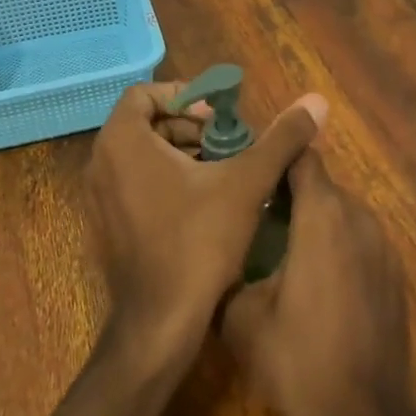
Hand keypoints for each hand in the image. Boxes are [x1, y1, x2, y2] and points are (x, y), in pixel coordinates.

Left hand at [85, 81, 325, 370]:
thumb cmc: (199, 242)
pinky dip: (166, 181)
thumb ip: (280, 139)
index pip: (145, 94)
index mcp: (123, 142)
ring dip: (182, 155)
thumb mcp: (246, 183)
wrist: (161, 322)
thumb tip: (316, 101)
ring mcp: (98, 198)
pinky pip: (134, 185)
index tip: (220, 118)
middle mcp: (100, 163)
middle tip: (229, 145)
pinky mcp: (107, 225)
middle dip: (190, 128)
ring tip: (224, 174)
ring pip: (141, 156)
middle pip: (145, 124)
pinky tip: (204, 205)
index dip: (186, 97)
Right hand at [221, 150, 411, 415]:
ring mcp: (385, 248)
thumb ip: (229, 269)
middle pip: (323, 185)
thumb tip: (220, 254)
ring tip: (282, 250)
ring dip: (315, 221)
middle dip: (289, 194)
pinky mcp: (396, 276)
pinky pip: (360, 242)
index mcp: (323, 217)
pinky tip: (316, 284)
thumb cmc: (297, 359)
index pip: (302, 158)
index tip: (248, 172)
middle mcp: (360, 220)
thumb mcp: (240, 317)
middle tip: (254, 216)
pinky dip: (337, 247)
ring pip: (343, 214)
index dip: (274, 158)